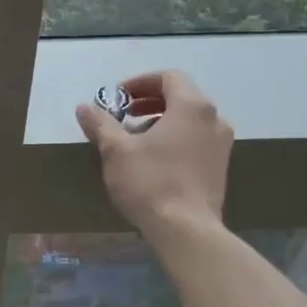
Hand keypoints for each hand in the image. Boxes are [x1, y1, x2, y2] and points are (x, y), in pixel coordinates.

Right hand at [75, 70, 233, 237]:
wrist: (186, 229)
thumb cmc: (150, 182)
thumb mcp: (116, 150)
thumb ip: (101, 124)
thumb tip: (85, 107)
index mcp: (192, 106)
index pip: (169, 77)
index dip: (140, 82)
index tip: (118, 97)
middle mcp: (214, 119)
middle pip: (181, 96)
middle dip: (149, 102)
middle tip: (123, 115)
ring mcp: (222, 144)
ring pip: (190, 120)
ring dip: (161, 121)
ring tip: (135, 139)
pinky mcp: (220, 167)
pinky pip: (196, 139)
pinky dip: (175, 138)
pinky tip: (153, 159)